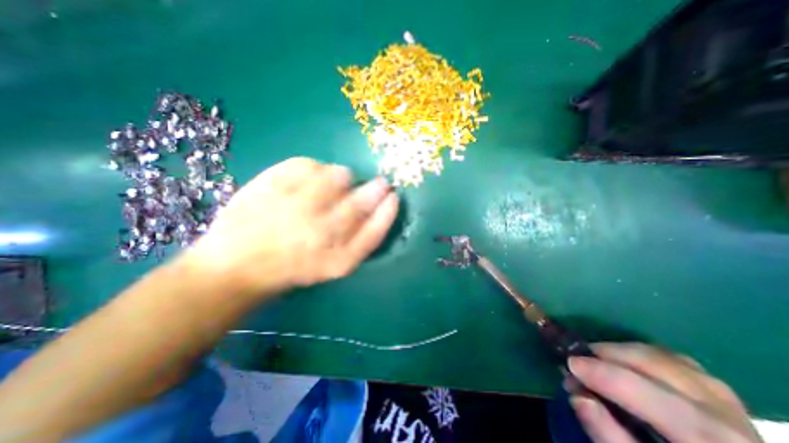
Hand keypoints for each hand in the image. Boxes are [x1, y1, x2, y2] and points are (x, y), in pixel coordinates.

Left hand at [182, 156, 397, 296]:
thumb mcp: (333, 265)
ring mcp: (295, 207)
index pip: (375, 231)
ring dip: (343, 178)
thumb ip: (359, 240)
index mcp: (337, 260)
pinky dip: (315, 167)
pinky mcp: (269, 185)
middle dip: (376, 188)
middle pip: (361, 201)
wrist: (236, 266)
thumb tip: (379, 206)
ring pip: (338, 176)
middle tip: (378, 184)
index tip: (393, 196)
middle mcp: (320, 233)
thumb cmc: (292, 268)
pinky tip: (310, 177)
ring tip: (333, 185)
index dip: (388, 211)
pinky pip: (307, 163)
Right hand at [571, 344, 761, 440]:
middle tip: (578, 361)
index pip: (650, 396)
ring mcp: (728, 400)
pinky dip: (640, 354)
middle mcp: (726, 417)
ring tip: (596, 360)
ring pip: (663, 356)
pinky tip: (624, 363)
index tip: (570, 364)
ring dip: (620, 352)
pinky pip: (672, 358)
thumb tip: (577, 395)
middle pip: (655, 365)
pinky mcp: (720, 392)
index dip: (604, 374)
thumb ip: (609, 435)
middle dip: (607, 354)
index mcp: (711, 442)